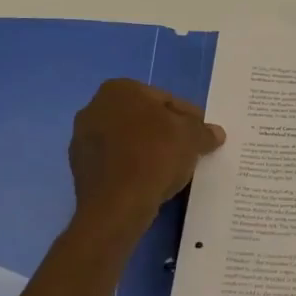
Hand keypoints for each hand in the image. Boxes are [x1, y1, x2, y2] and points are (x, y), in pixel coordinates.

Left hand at [68, 80, 224, 250]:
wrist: (116, 206)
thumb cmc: (154, 157)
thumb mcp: (191, 138)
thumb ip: (203, 131)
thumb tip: (215, 133)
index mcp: (120, 89)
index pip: (166, 100)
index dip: (189, 118)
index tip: (202, 136)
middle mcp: (94, 107)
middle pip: (144, 119)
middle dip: (166, 133)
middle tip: (189, 152)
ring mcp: (82, 140)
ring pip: (129, 141)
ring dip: (148, 151)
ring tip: (171, 171)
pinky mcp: (79, 169)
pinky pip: (116, 163)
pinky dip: (133, 169)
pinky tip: (150, 183)